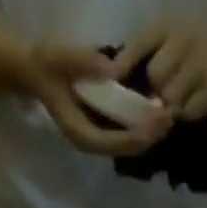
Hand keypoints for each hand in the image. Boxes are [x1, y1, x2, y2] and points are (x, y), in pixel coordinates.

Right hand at [27, 43, 171, 155]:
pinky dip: (143, 127)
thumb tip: (112, 70)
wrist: (36, 73)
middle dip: (150, 136)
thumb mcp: (60, 58)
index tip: (157, 121)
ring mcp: (99, 140)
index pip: (117, 142)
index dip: (138, 134)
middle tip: (170, 118)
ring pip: (130, 145)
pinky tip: (156, 114)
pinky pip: (128, 135)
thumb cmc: (46, 66)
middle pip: (128, 149)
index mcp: (83, 134)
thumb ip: (84, 63)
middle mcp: (94, 144)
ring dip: (150, 134)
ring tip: (168, 117)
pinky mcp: (104, 132)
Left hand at [111, 24, 206, 119]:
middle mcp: (182, 41)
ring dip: (171, 105)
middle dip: (155, 91)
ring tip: (178, 101)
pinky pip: (189, 112)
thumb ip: (144, 55)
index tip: (111, 80)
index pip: (139, 44)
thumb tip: (118, 80)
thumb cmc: (195, 44)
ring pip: (172, 98)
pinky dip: (187, 113)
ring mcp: (200, 65)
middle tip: (160, 96)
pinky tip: (193, 104)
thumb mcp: (168, 38)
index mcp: (167, 27)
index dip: (123, 64)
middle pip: (156, 77)